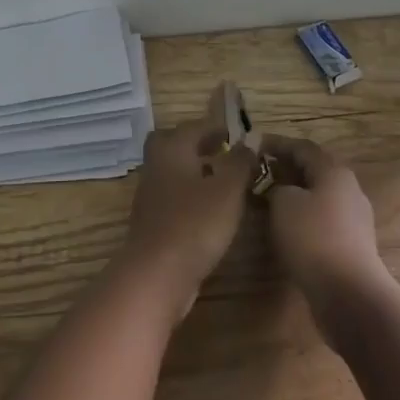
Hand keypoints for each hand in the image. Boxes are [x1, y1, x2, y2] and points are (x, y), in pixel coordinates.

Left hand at [117, 87, 253, 319]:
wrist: (157, 273)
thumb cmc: (195, 223)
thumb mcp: (228, 189)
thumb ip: (240, 162)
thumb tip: (248, 142)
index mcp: (172, 149)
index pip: (194, 126)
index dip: (217, 127)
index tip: (238, 134)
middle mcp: (156, 165)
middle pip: (174, 144)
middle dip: (198, 144)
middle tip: (224, 152)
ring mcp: (151, 194)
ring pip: (174, 170)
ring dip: (196, 171)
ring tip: (225, 181)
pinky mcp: (153, 220)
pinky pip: (174, 196)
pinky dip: (191, 195)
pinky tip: (211, 210)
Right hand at [262, 136, 392, 341]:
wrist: (349, 293)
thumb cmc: (313, 237)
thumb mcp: (283, 203)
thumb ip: (276, 187)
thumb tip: (278, 189)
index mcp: (334, 172)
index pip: (302, 147)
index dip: (276, 144)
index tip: (253, 146)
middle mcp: (348, 189)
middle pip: (313, 170)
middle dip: (285, 169)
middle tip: (257, 173)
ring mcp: (354, 219)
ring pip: (318, 196)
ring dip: (293, 194)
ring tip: (266, 199)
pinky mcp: (351, 245)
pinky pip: (322, 220)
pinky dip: (302, 217)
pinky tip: (284, 228)